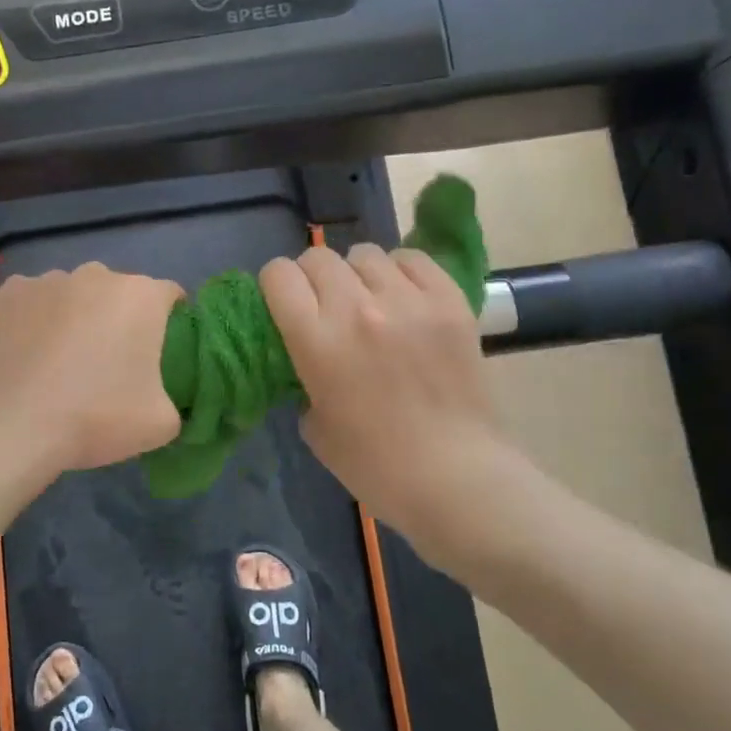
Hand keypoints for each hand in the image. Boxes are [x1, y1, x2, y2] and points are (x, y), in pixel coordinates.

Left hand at [0, 263, 183, 476]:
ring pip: (73, 296)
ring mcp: (46, 281)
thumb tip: (159, 401)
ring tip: (60, 363)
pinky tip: (26, 356)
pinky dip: (34, 322)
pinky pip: (32, 304)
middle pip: (118, 293)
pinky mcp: (6, 295)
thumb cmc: (93, 418)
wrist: (6, 427)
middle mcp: (96, 275)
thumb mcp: (159, 425)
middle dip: (118, 319)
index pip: (170, 296)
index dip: (170, 322)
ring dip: (75, 318)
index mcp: (140, 297)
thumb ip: (173, 404)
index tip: (160, 354)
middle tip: (109, 364)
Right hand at [261, 243, 505, 562]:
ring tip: (369, 301)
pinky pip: (412, 259)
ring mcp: (408, 300)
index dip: (276, 286)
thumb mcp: (314, 425)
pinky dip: (400, 272)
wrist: (454, 476)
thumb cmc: (375, 465)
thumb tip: (310, 352)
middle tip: (325, 305)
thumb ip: (304, 376)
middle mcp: (358, 309)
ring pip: (365, 254)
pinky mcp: (449, 300)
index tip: (284, 303)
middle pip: (319, 257)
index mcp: (317, 341)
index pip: (279, 275)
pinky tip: (403, 297)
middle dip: (312, 277)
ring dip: (357, 275)